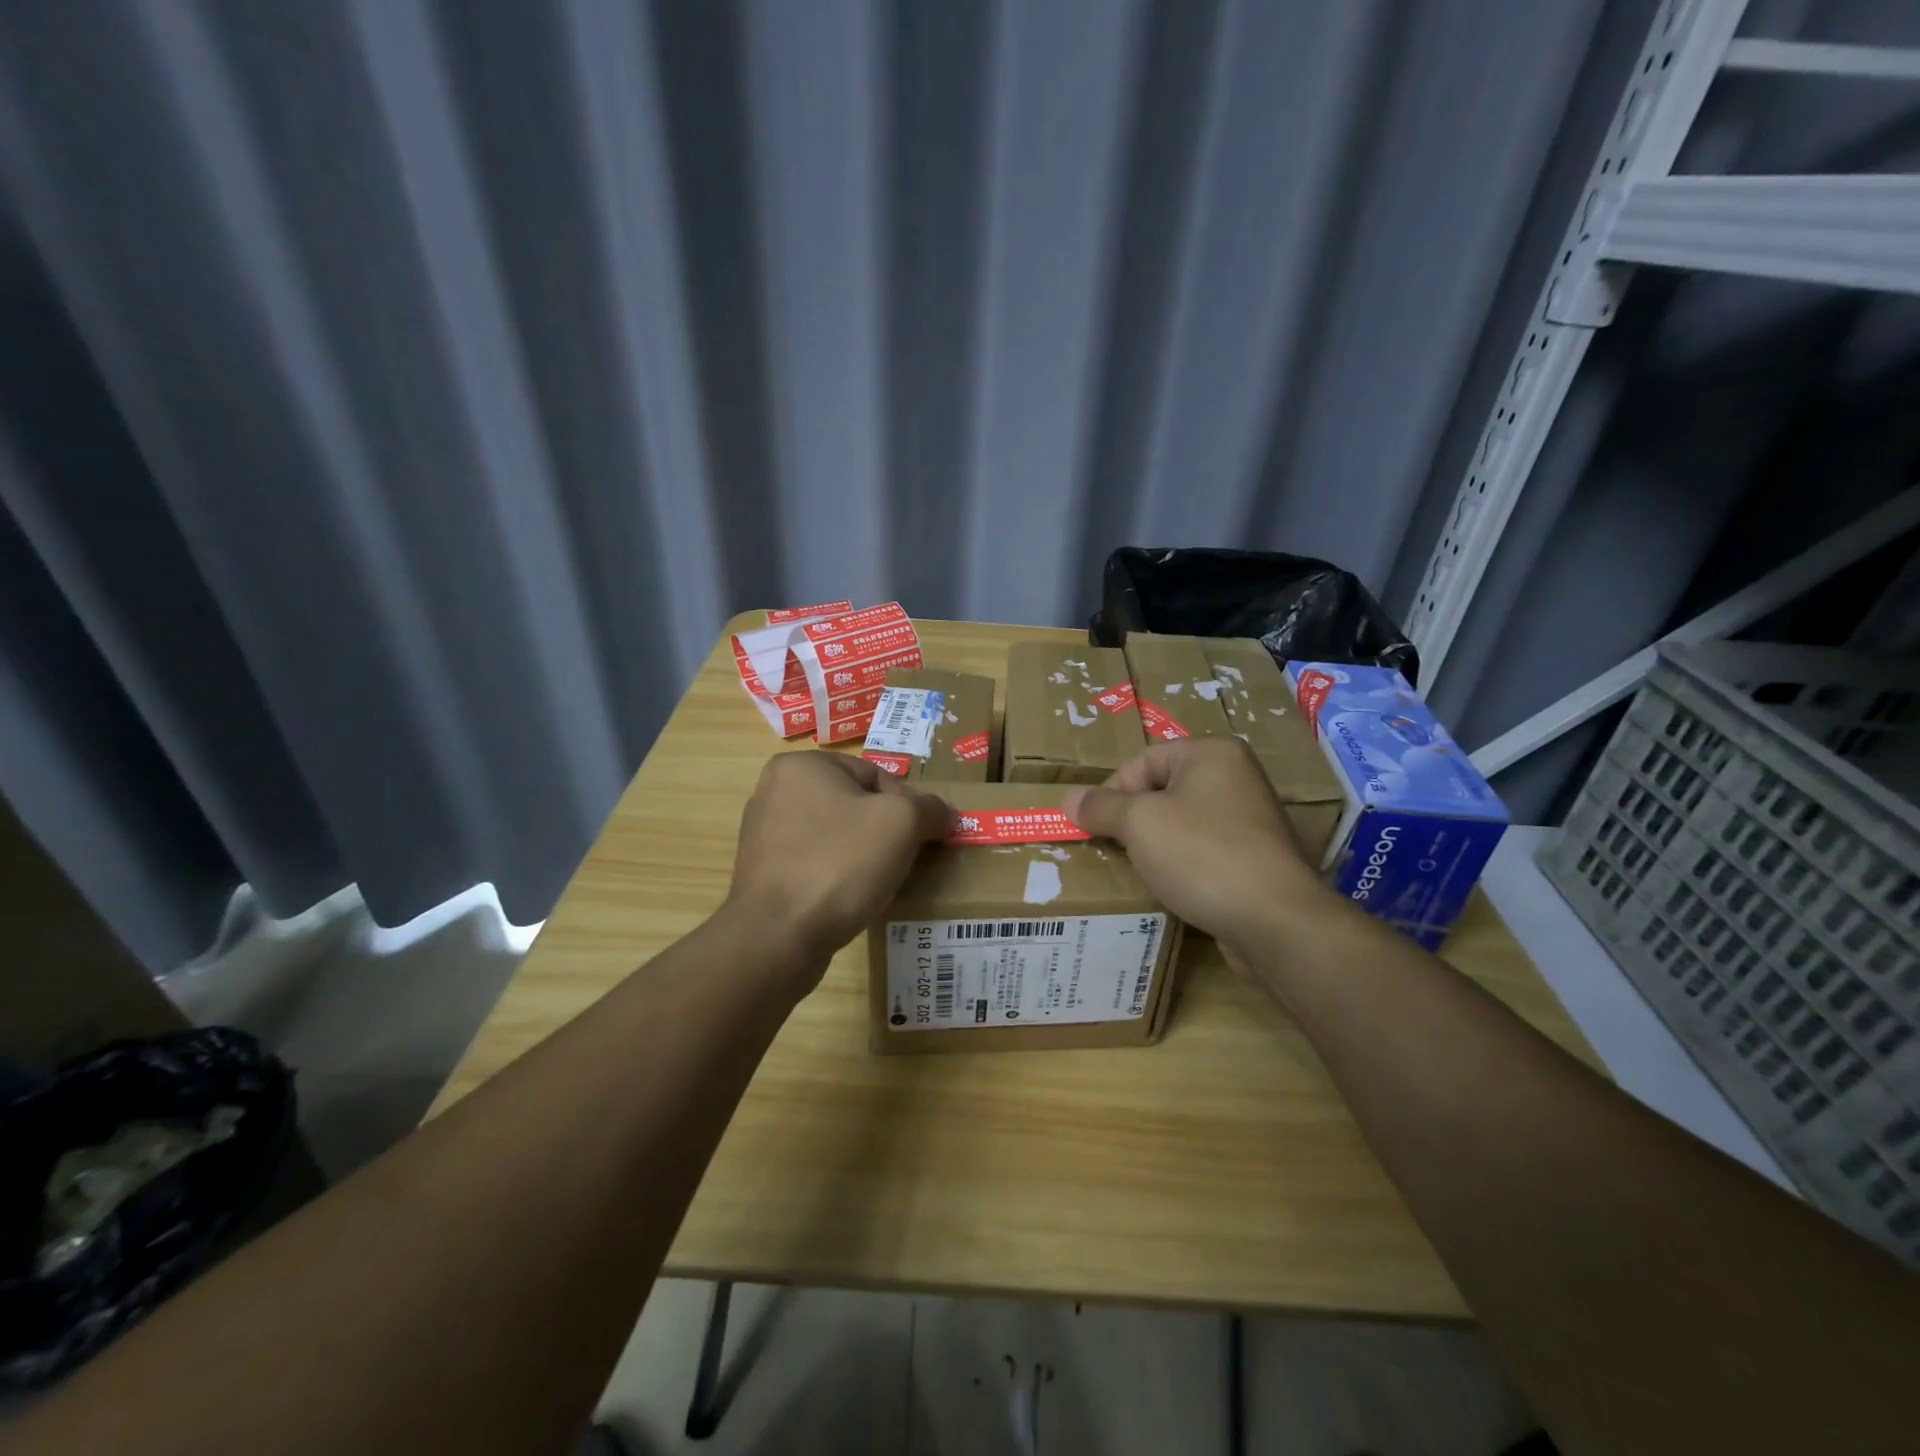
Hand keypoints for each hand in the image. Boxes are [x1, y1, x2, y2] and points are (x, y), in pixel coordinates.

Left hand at [723, 751, 951, 990]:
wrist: (778, 937)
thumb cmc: (840, 864)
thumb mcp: (902, 823)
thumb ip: (930, 808)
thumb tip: (944, 813)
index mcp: (800, 766)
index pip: (875, 775)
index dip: (907, 806)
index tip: (920, 837)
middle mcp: (774, 791)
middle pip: (855, 805)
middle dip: (884, 832)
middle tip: (905, 860)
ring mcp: (764, 836)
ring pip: (836, 837)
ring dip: (863, 856)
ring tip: (881, 882)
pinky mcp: (763, 875)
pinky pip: (816, 865)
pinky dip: (838, 877)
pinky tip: (852, 899)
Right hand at [1064, 738, 1332, 962]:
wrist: (1275, 921)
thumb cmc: (1202, 855)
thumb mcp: (1139, 823)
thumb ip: (1101, 807)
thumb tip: (1069, 799)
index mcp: (1211, 753)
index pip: (1142, 762)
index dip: (1111, 793)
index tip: (1092, 827)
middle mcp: (1235, 778)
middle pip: (1161, 792)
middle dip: (1130, 821)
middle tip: (1109, 849)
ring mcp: (1249, 820)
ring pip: (1180, 825)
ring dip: (1152, 847)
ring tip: (1134, 871)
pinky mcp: (1253, 859)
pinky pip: (1201, 852)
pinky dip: (1179, 867)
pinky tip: (1167, 888)